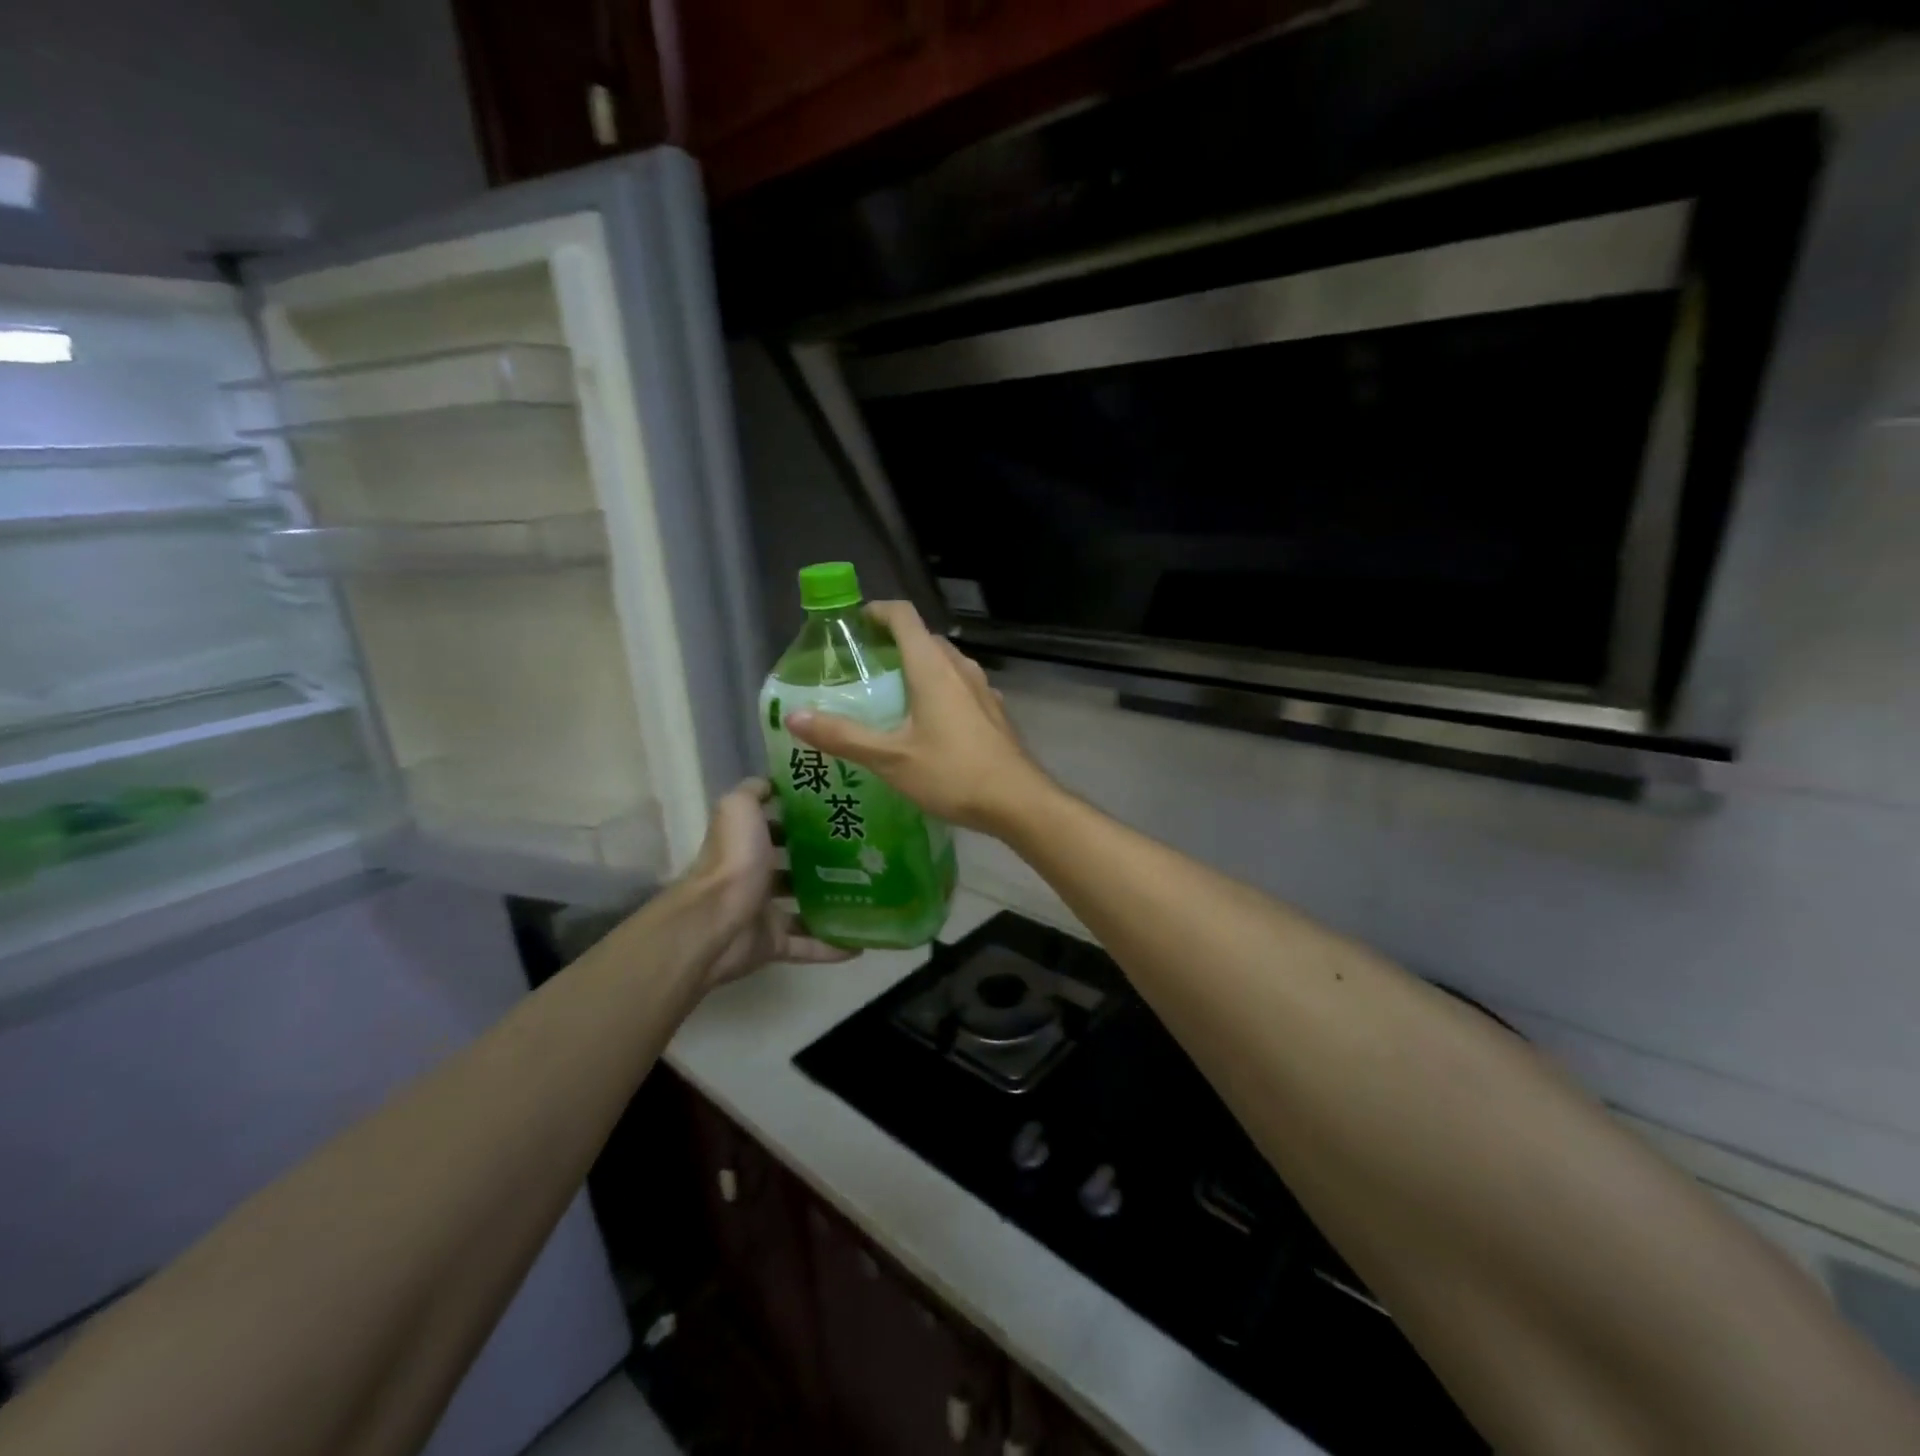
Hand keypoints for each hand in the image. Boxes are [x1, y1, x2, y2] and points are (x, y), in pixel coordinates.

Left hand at [685, 779, 854, 988]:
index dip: (798, 819)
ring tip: (870, 896)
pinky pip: (808, 946)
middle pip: (791, 867)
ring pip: (802, 907)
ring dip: (830, 904)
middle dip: (821, 862)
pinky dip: (832, 947)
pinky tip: (862, 943)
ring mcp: (763, 913)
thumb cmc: (733, 861)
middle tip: (864, 854)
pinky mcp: (773, 943)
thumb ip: (754, 792)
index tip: (836, 813)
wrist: (717, 922)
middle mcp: (754, 877)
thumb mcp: (740, 808)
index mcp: (747, 844)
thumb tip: (771, 781)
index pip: (774, 828)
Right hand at [786, 601, 1052, 834]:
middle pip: (924, 638)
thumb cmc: (953, 774)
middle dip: (892, 642)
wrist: (1018, 801)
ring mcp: (982, 689)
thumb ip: (842, 736)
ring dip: (917, 665)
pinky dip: (938, 688)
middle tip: (862, 665)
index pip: (904, 616)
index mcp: (933, 667)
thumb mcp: (890, 758)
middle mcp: (960, 668)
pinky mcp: (993, 711)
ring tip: (890, 692)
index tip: (853, 624)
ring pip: (945, 662)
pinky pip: (960, 685)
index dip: (877, 611)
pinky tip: (927, 721)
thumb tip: (794, 717)